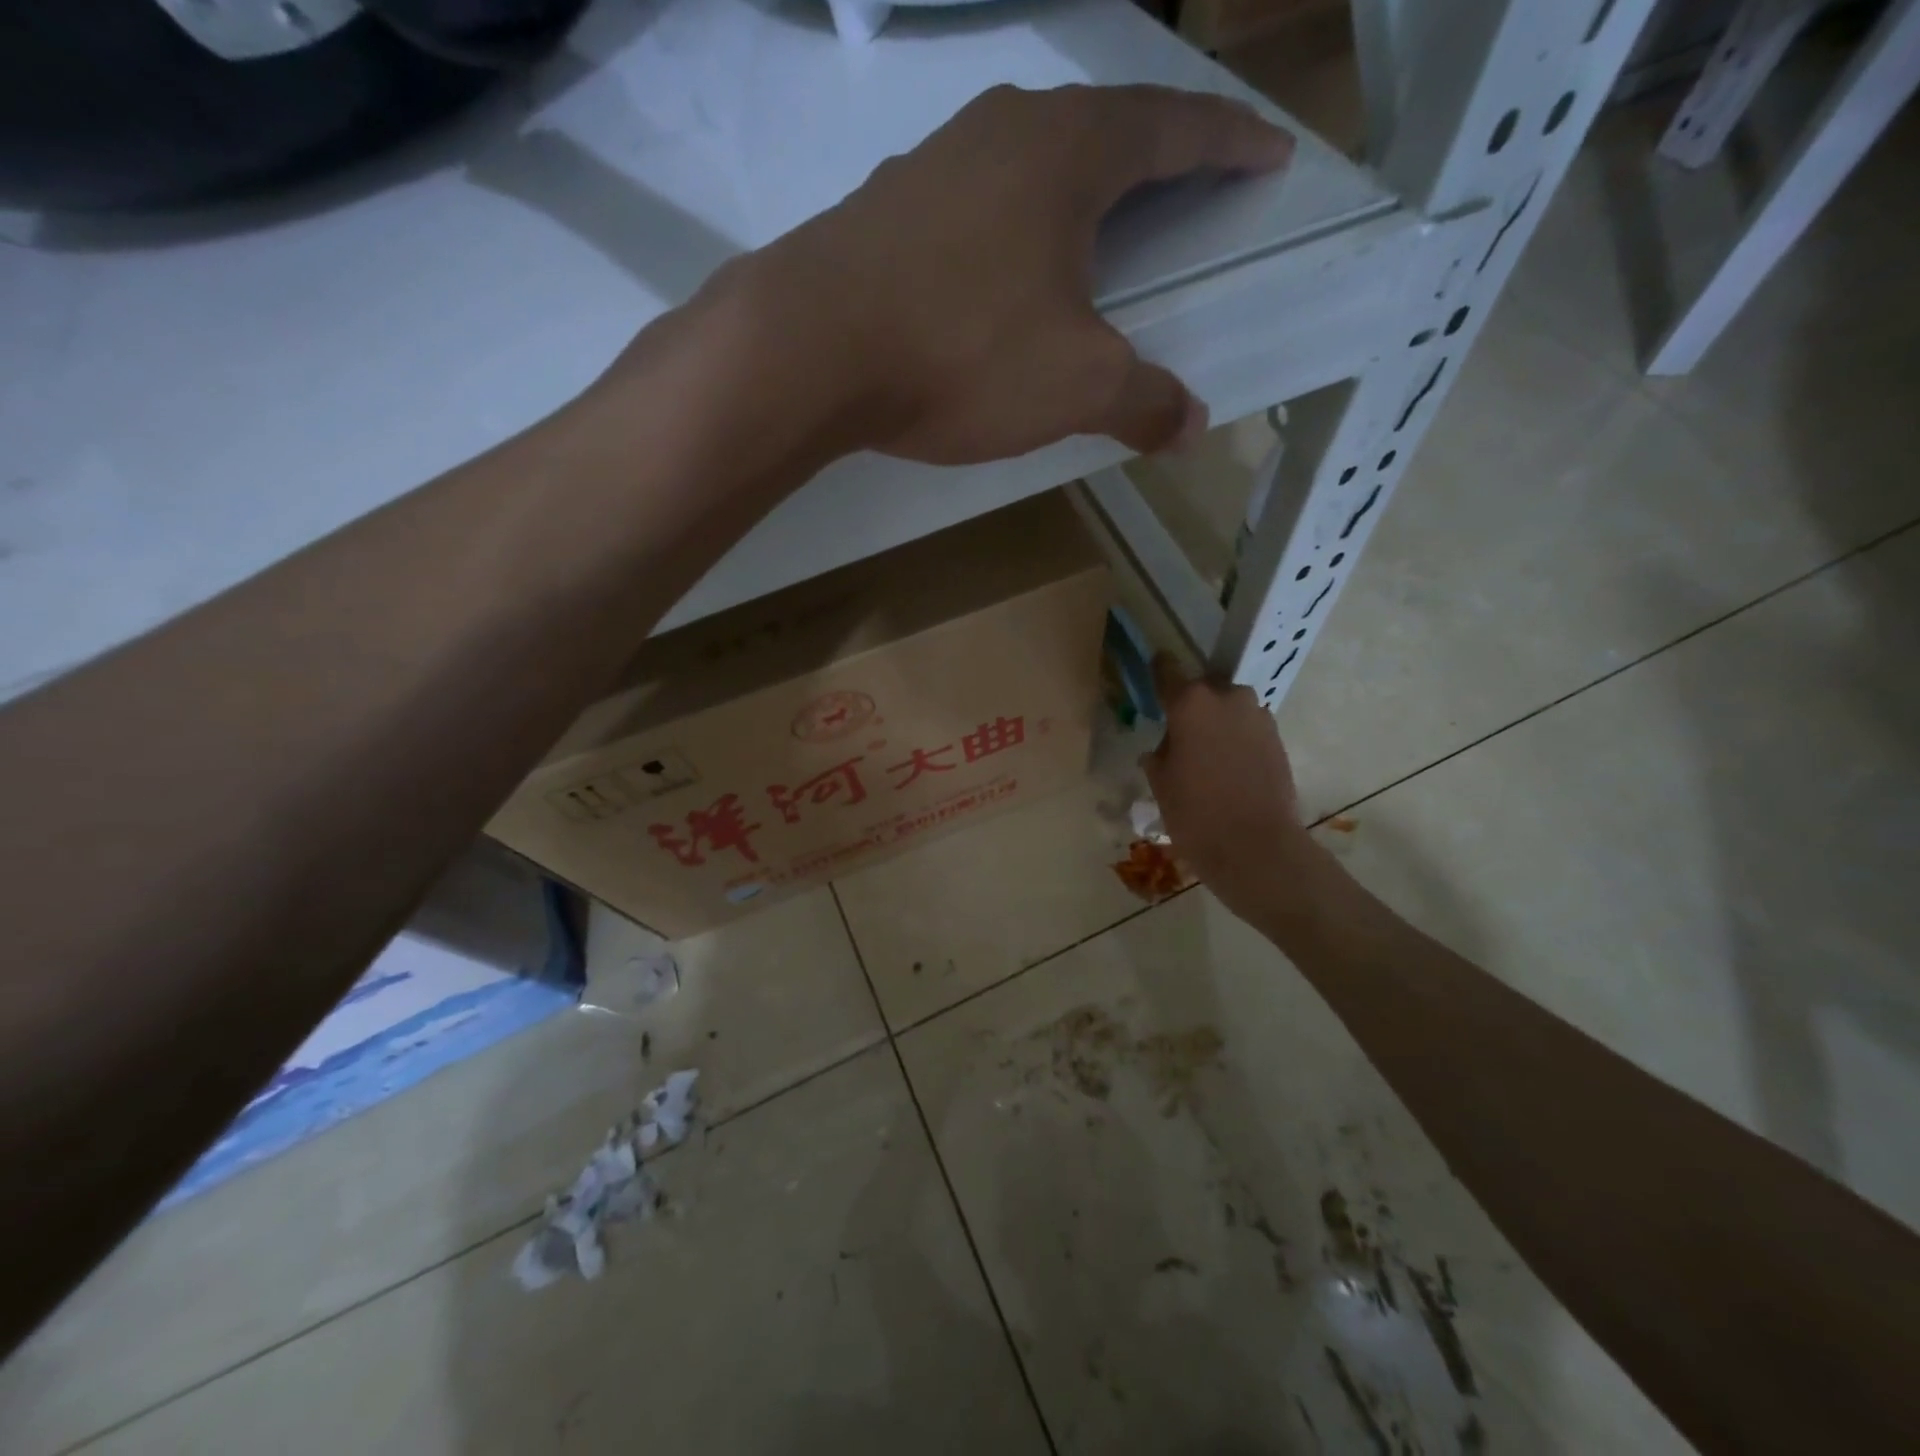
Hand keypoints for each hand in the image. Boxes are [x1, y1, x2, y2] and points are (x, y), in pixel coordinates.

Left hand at [732, 84, 1291, 463]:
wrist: (809, 349)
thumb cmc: (962, 353)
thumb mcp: (1074, 385)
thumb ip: (1141, 400)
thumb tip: (1192, 426)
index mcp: (1070, 152)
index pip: (1174, 129)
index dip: (1228, 144)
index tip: (1268, 154)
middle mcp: (1004, 130)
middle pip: (1101, 128)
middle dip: (1153, 158)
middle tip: (1184, 188)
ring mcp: (934, 160)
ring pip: (1028, 161)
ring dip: (1071, 190)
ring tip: (1093, 228)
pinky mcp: (885, 206)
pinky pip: (972, 202)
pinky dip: (1007, 227)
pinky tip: (999, 267)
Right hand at [1143, 655, 1315, 922]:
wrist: (1256, 847)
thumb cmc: (1194, 813)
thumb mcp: (1160, 782)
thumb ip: (1160, 751)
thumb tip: (1167, 745)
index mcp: (1191, 702)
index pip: (1167, 670)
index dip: (1158, 671)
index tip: (1152, 672)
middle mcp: (1228, 697)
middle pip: (1203, 690)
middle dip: (1192, 707)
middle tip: (1180, 735)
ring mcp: (1258, 716)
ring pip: (1229, 709)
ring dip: (1217, 724)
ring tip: (1206, 757)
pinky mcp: (1278, 738)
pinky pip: (1248, 729)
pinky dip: (1237, 740)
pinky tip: (1228, 769)